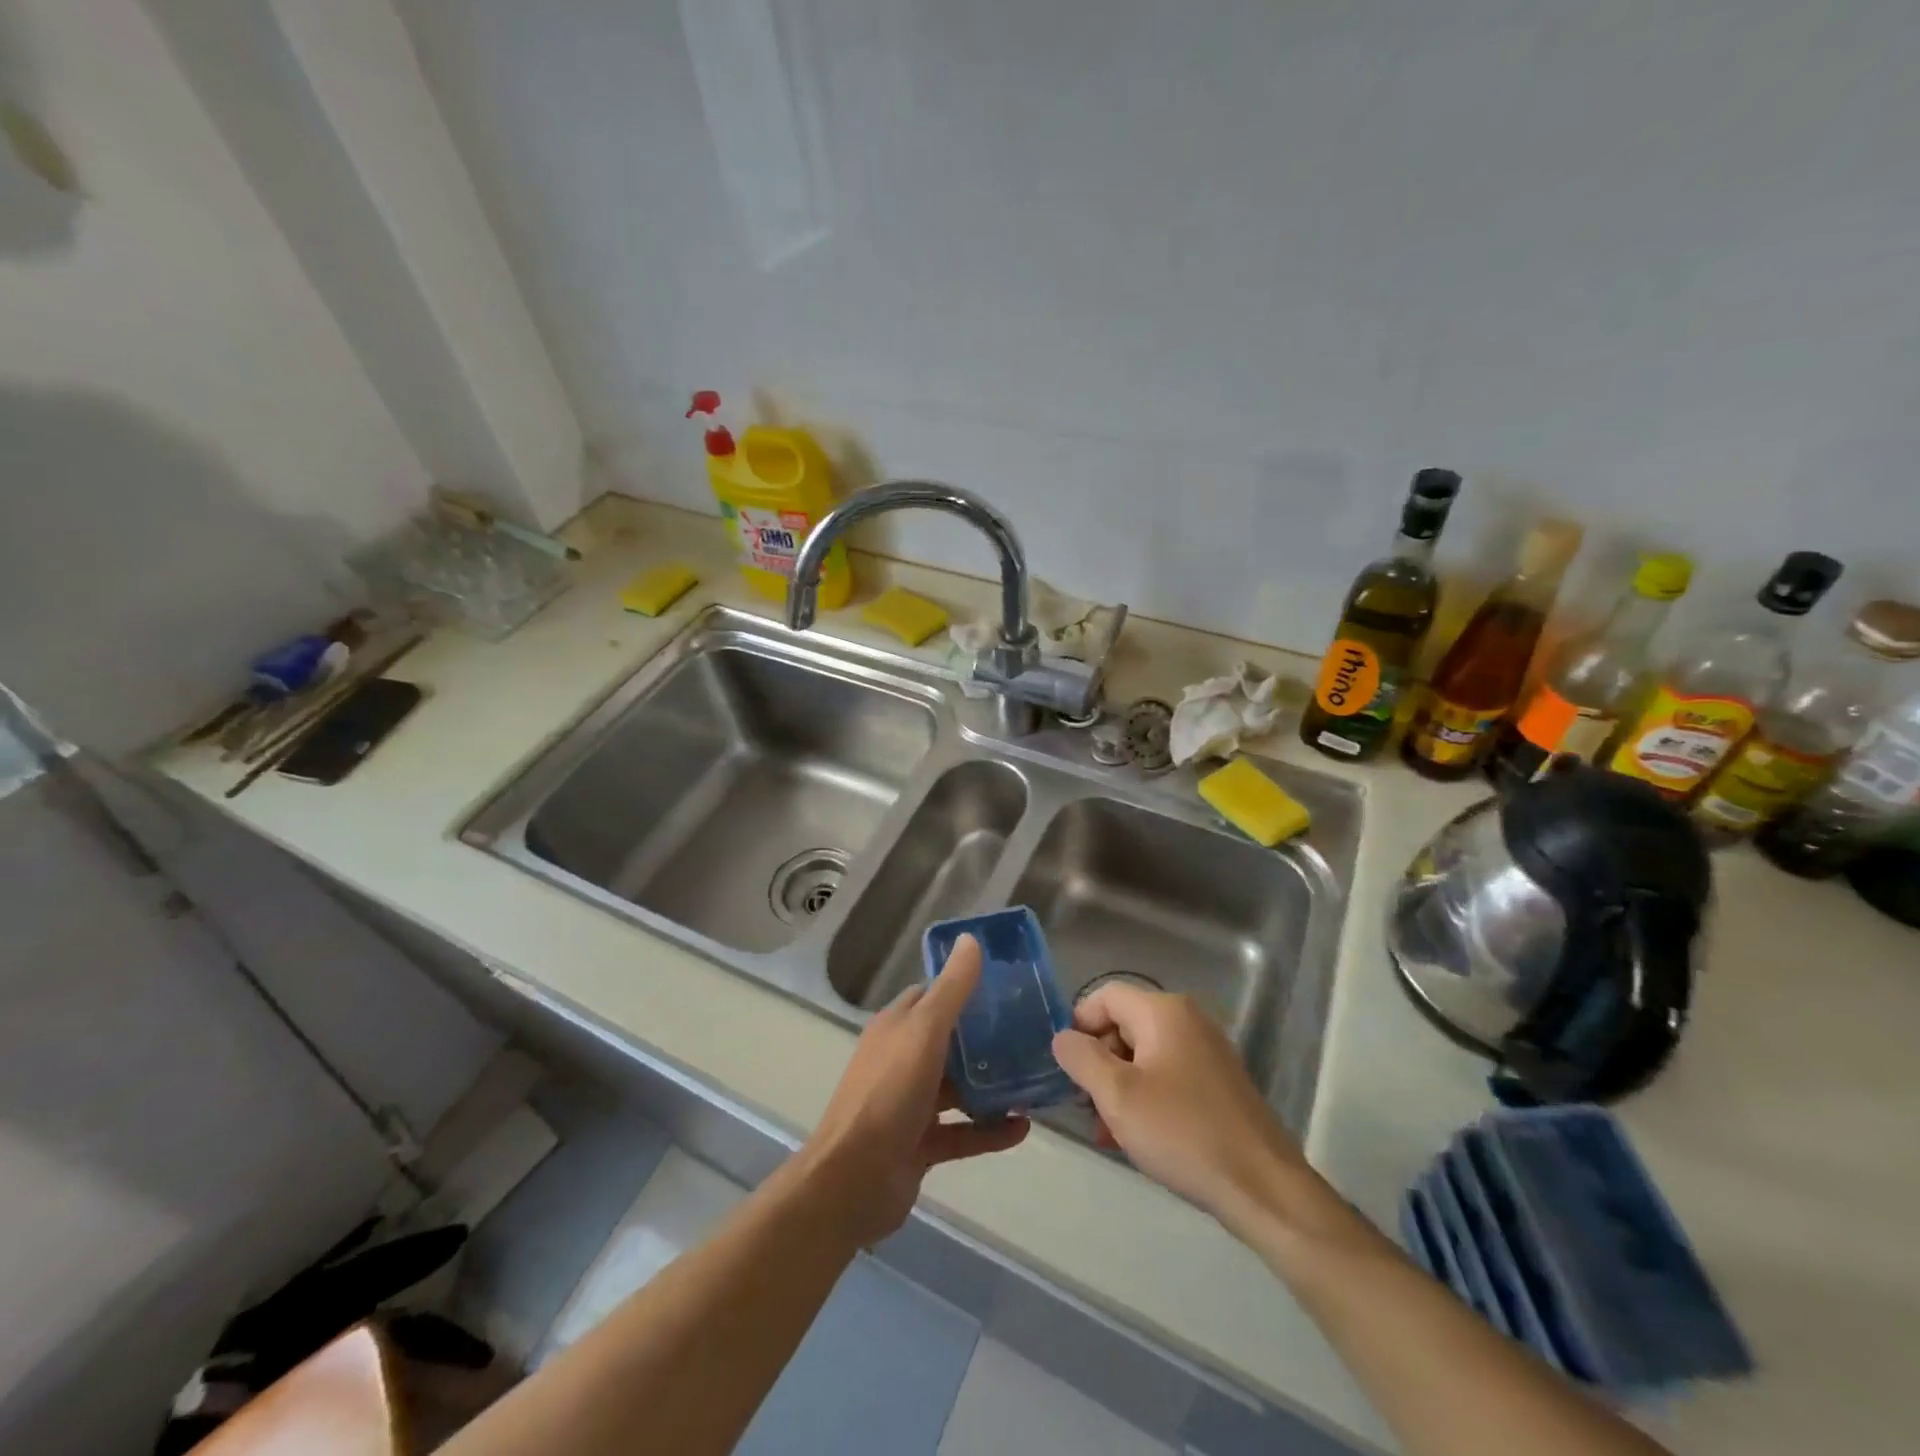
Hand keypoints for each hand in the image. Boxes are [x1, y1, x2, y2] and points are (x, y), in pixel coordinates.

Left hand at [797, 935, 1028, 1246]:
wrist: (853, 1180)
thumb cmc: (889, 1093)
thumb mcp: (925, 1032)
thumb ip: (952, 989)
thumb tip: (970, 938)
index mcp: (897, 1027)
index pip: (932, 997)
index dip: (965, 989)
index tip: (1005, 989)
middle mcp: (901, 1060)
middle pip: (949, 1043)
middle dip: (986, 1042)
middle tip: (1031, 1037)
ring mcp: (909, 1105)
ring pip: (958, 1089)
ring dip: (992, 1087)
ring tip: (1034, 1082)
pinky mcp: (920, 1145)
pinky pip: (962, 1133)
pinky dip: (990, 1131)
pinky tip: (1024, 1128)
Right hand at [1052, 985, 1313, 1233]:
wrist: (1262, 1187)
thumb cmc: (1183, 1133)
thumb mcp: (1118, 1096)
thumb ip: (1082, 1058)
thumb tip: (1062, 1037)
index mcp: (1163, 1011)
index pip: (1105, 996)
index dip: (1079, 1025)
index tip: (1067, 1069)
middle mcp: (1188, 1019)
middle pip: (1124, 1024)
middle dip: (1099, 1062)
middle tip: (1086, 1106)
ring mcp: (1207, 1051)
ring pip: (1144, 1054)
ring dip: (1119, 1086)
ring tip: (1108, 1131)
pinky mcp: (1218, 1082)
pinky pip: (1168, 1075)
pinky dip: (1146, 1097)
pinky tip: (1138, 1137)